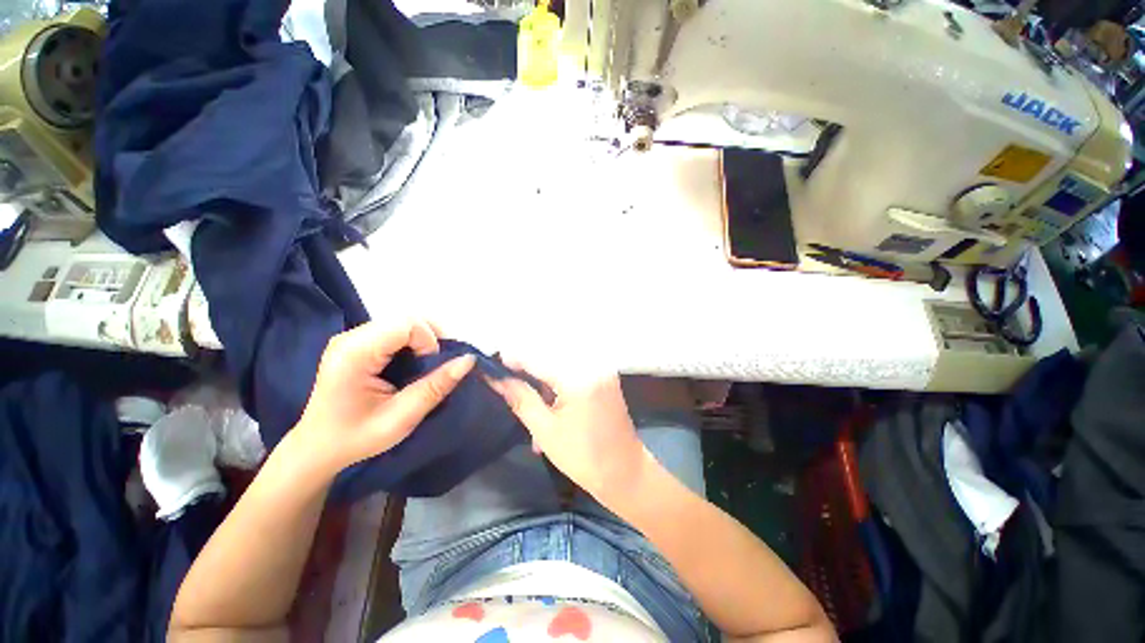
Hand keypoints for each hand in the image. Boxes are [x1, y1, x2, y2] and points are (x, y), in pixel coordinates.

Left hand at [292, 320, 474, 477]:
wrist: (317, 449)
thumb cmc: (357, 437)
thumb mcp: (402, 417)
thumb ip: (436, 386)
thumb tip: (469, 360)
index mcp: (355, 353)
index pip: (407, 324)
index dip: (429, 341)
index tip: (430, 369)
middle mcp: (350, 337)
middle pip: (406, 319)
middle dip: (429, 339)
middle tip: (433, 367)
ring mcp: (350, 338)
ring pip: (402, 323)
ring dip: (422, 341)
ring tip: (423, 367)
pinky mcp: (355, 343)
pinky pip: (393, 331)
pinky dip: (411, 343)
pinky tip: (409, 364)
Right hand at [486, 366, 646, 500]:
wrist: (625, 472)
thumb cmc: (583, 458)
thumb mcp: (545, 430)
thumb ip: (521, 398)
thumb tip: (496, 378)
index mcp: (579, 378)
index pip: (538, 358)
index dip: (512, 359)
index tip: (492, 366)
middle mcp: (593, 365)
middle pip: (550, 354)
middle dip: (527, 365)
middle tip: (508, 381)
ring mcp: (602, 368)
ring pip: (561, 360)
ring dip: (542, 374)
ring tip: (527, 394)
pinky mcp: (605, 375)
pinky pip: (574, 368)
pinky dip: (557, 379)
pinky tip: (548, 399)